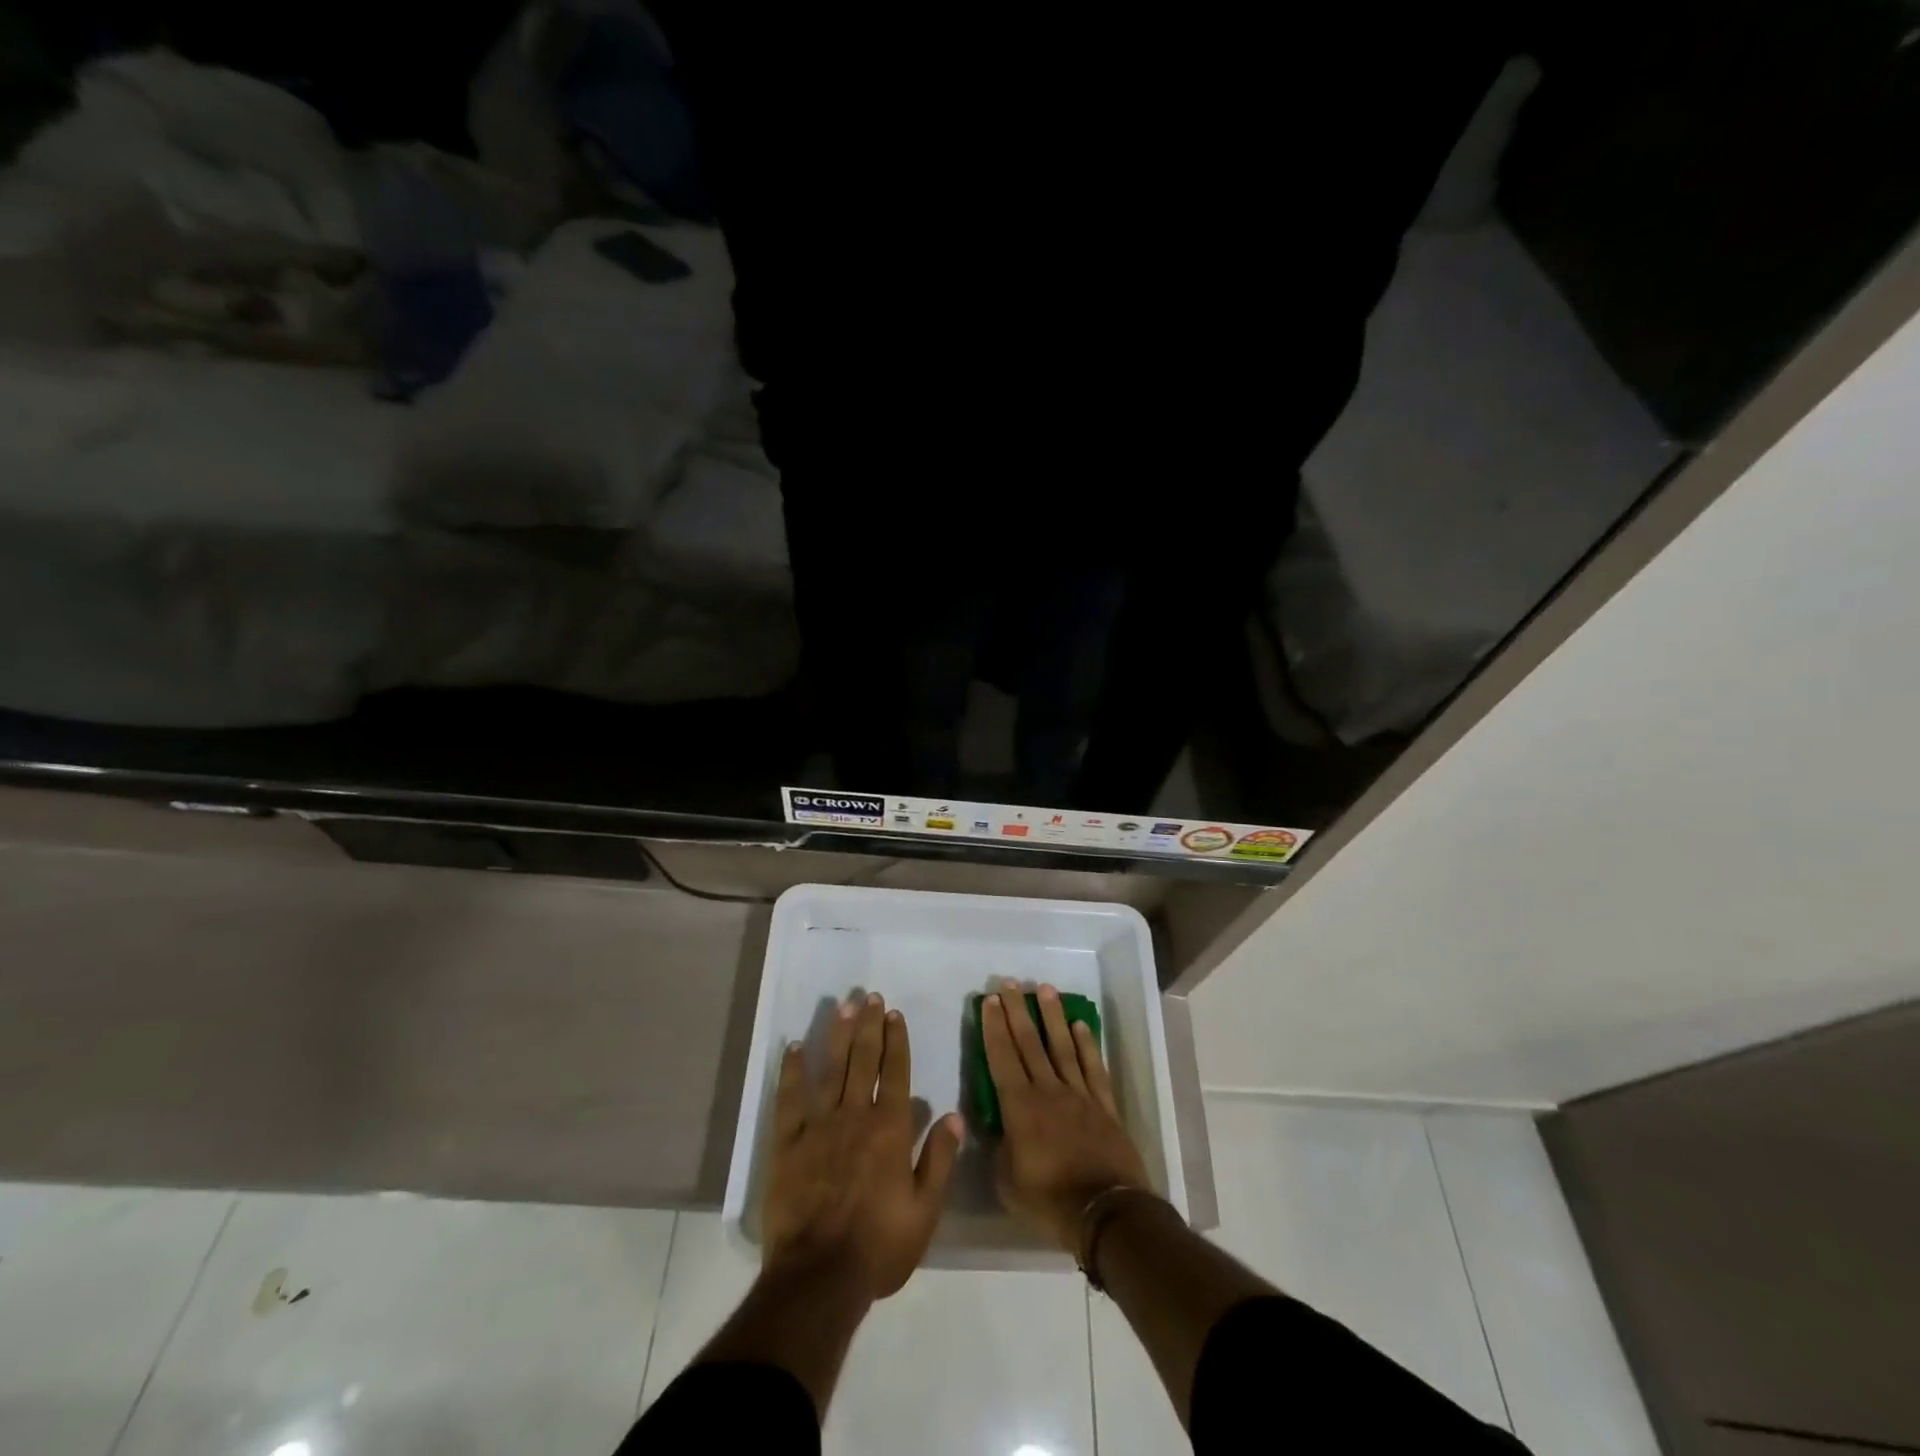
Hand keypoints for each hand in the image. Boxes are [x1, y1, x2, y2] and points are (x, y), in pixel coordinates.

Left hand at [763, 992, 961, 1300]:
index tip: (894, 1014)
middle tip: (870, 996)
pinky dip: (791, 1071)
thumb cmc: (879, 1247)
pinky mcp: (787, 1143)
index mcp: (890, 1130)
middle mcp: (856, 1116)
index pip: (896, 1073)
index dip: (896, 1041)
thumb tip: (953, 1116)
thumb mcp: (925, 1211)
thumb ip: (940, 1160)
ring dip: (837, 1035)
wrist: (819, 1278)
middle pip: (864, 1060)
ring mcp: (818, 1126)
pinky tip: (793, 1047)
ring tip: (842, 1006)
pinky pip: (789, 1099)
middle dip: (869, 1026)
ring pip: (830, 1069)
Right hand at [982, 981, 1151, 1251]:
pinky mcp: (1104, 1104)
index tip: (989, 1001)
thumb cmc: (1049, 1200)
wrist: (1105, 1211)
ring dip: (1052, 1016)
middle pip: (1029, 1042)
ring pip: (1062, 1046)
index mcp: (1019, 1107)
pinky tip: (1080, 1025)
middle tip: (1010, 983)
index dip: (994, 1027)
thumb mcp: (1007, 1181)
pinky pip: (1093, 1067)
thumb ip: (1000, 1149)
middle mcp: (1048, 1090)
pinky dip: (1087, 1044)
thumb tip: (1000, 1129)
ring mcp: (1078, 1094)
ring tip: (1044, 988)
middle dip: (1017, 1010)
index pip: (1002, 1057)